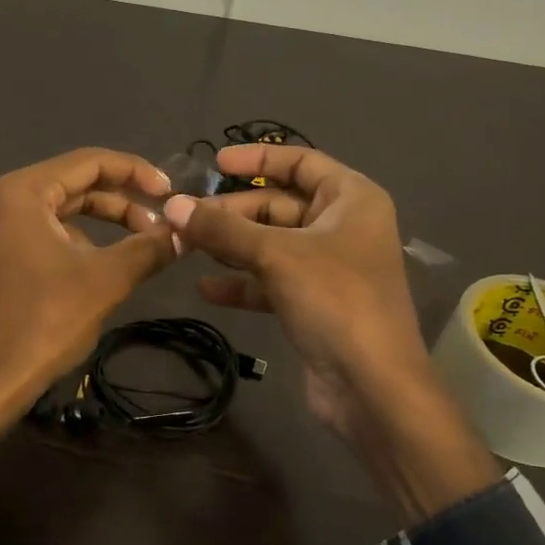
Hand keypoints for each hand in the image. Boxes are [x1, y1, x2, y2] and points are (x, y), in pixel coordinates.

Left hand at [0, 148, 175, 453]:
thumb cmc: (45, 320)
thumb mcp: (106, 279)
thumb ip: (149, 248)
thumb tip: (187, 233)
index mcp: (24, 191)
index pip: (90, 161)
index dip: (137, 172)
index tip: (171, 194)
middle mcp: (5, 200)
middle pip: (77, 184)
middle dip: (124, 201)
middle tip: (163, 224)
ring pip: (64, 211)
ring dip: (106, 223)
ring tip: (144, 246)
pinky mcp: (0, 257)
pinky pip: (48, 234)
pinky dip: (82, 242)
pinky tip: (107, 268)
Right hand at [162, 145, 498, 519]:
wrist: (372, 386)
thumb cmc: (335, 300)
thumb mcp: (276, 255)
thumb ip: (222, 229)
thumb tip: (172, 205)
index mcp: (351, 199)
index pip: (301, 162)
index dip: (258, 158)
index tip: (214, 163)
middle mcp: (343, 227)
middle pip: (280, 205)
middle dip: (233, 212)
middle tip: (186, 217)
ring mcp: (328, 268)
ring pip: (271, 245)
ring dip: (231, 246)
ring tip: (186, 247)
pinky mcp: (313, 303)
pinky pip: (271, 281)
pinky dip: (242, 283)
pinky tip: (206, 288)